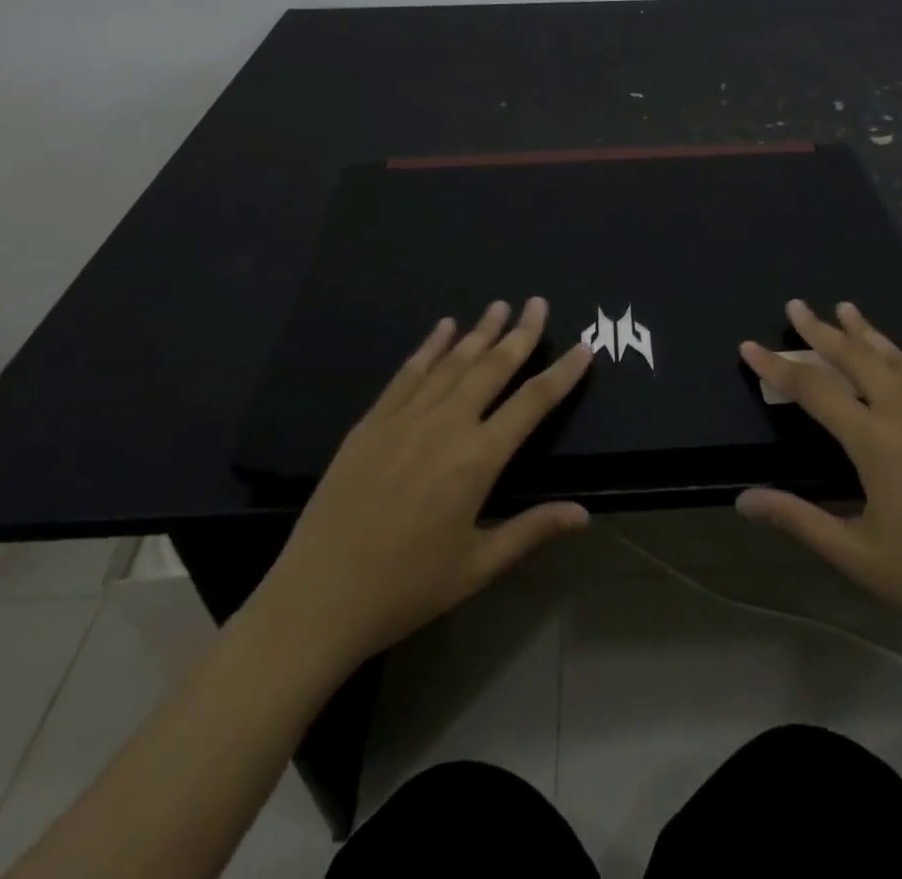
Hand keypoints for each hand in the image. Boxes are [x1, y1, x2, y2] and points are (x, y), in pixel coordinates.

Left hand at [247, 298, 592, 674]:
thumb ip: (531, 531)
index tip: (583, 348)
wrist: (318, 598)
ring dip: (479, 332)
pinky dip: (430, 347)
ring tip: (499, 305)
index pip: (532, 402)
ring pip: (452, 362)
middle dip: (520, 333)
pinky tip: (444, 327)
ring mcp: (405, 418)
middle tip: (538, 303)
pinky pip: (408, 373)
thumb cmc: (406, 588)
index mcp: (477, 459)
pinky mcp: (372, 422)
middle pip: (492, 367)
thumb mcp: (477, 567)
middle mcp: (446, 425)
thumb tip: (583, 513)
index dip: (562, 373)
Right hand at [739, 301, 901, 679]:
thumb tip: (743, 499)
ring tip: (846, 307)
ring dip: (868, 332)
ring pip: (897, 360)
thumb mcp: (854, 555)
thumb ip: (797, 519)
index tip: (749, 346)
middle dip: (821, 331)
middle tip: (796, 306)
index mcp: (873, 442)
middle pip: (855, 360)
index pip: (813, 390)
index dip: (777, 367)